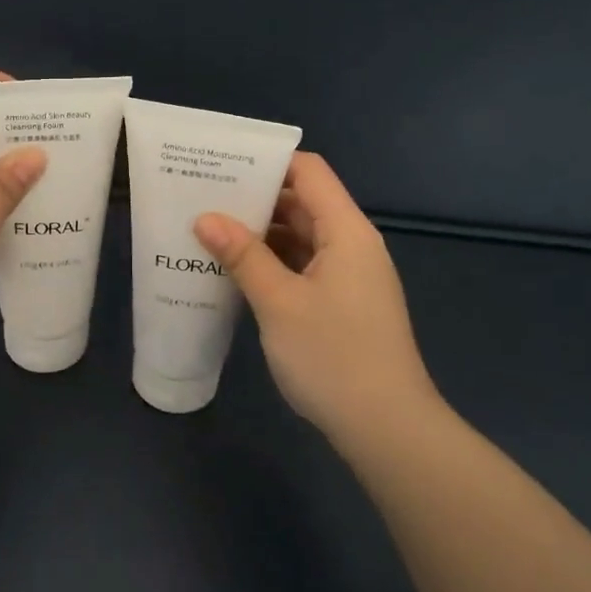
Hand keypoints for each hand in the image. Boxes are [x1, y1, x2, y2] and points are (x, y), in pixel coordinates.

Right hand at [194, 153, 436, 445]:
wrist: (388, 429)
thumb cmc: (334, 356)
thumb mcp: (279, 303)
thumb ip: (242, 255)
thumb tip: (205, 217)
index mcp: (346, 231)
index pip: (309, 172)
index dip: (268, 161)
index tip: (222, 164)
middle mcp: (352, 245)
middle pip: (303, 203)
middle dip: (255, 198)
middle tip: (203, 197)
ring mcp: (349, 277)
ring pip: (301, 238)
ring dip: (261, 235)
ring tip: (209, 231)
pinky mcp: (343, 305)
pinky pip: (303, 267)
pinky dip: (272, 264)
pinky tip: (236, 273)